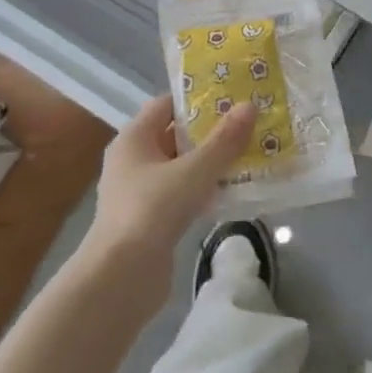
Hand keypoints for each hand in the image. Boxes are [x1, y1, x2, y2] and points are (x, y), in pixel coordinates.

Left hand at [82, 96, 254, 276]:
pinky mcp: (150, 219)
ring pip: (180, 167)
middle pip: (174, 135)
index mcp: (134, 139)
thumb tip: (249, 105)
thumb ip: (223, 140)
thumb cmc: (153, 210)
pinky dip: (203, 189)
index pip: (165, 105)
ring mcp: (139, 192)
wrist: (121, 276)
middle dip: (209, 130)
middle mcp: (132, 160)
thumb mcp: (194, 170)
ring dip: (209, 162)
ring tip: (248, 153)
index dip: (196, 98)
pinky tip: (232, 191)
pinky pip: (181, 193)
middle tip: (247, 124)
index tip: (230, 96)